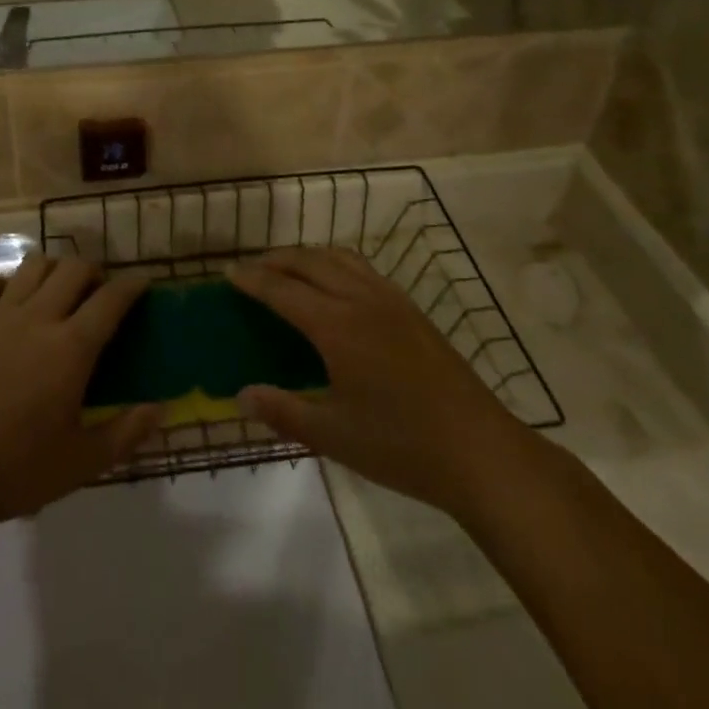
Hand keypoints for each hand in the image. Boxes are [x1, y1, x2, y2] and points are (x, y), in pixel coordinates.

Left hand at [0, 256, 159, 530]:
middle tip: (100, 294)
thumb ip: (126, 432)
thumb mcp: (81, 463)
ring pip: (34, 265)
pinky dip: (10, 283)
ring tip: (60, 292)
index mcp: (71, 348)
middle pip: (73, 268)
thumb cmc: (16, 470)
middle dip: (94, 272)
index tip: (144, 285)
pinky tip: (15, 303)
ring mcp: (0, 316)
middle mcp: (38, 318)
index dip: (132, 286)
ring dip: (55, 269)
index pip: (110, 299)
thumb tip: (161, 408)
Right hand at [227, 248, 529, 514]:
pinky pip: (362, 267)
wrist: (481, 452)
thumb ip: (284, 412)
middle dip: (274, 260)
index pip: (282, 290)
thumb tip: (241, 395)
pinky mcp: (410, 308)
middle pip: (308, 262)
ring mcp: (390, 299)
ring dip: (306, 256)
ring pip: (337, 257)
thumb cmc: (403, 447)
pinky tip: (334, 284)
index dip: (252, 280)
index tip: (227, 274)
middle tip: (250, 270)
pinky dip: (334, 262)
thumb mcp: (335, 437)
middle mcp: (360, 300)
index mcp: (337, 326)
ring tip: (286, 269)